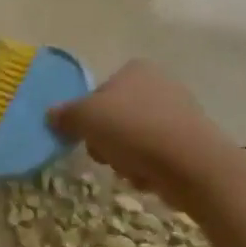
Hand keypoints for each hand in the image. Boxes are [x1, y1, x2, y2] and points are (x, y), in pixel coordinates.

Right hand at [48, 60, 239, 200]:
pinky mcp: (192, 143)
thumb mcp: (84, 117)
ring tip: (129, 169)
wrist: (191, 164)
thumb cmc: (132, 129)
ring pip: (134, 139)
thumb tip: (52, 115)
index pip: (99, 91)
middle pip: (116, 117)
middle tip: (104, 154)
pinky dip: (148, 168)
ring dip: (124, 158)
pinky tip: (149, 177)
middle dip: (106, 141)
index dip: (88, 115)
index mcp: (135, 69)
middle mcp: (160, 84)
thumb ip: (64, 115)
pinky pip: (156, 156)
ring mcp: (180, 113)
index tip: (85, 134)